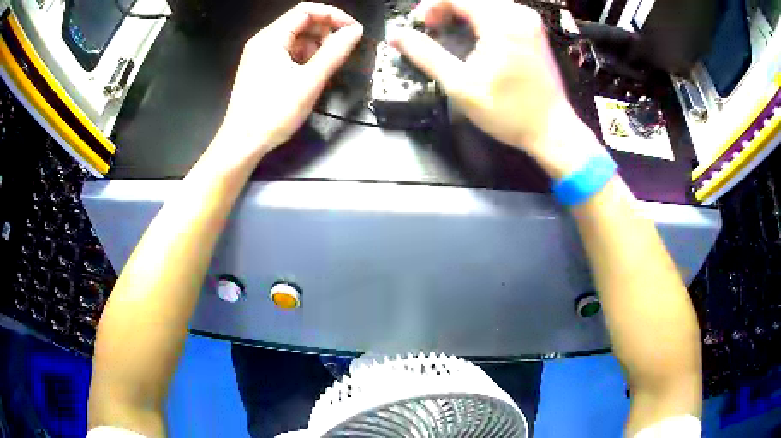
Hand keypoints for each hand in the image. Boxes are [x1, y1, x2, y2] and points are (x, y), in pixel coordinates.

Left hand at [216, 2, 362, 165]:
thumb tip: (355, 31)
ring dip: (317, 47)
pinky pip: (288, 54)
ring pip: (296, 39)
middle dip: (326, 32)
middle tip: (342, 51)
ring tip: (328, 67)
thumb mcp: (309, 81)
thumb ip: (334, 52)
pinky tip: (312, 75)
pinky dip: (305, 58)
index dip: (333, 15)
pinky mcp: (262, 69)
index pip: (307, 10)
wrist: (242, 143)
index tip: (353, 30)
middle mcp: (264, 41)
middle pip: (301, 22)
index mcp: (271, 38)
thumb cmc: (273, 112)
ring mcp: (261, 56)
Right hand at [390, 0, 598, 177]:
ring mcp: (529, 20)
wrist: (553, 130)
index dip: (431, 6)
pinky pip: (500, 11)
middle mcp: (518, 13)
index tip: (421, 25)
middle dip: (445, 7)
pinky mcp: (533, 30)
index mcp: (502, 21)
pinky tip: (471, 34)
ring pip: (485, 3)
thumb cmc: (508, 111)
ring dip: (461, 11)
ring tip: (447, 30)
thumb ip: (425, 54)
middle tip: (431, 28)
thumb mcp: (460, 84)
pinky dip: (479, 16)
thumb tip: (396, 36)